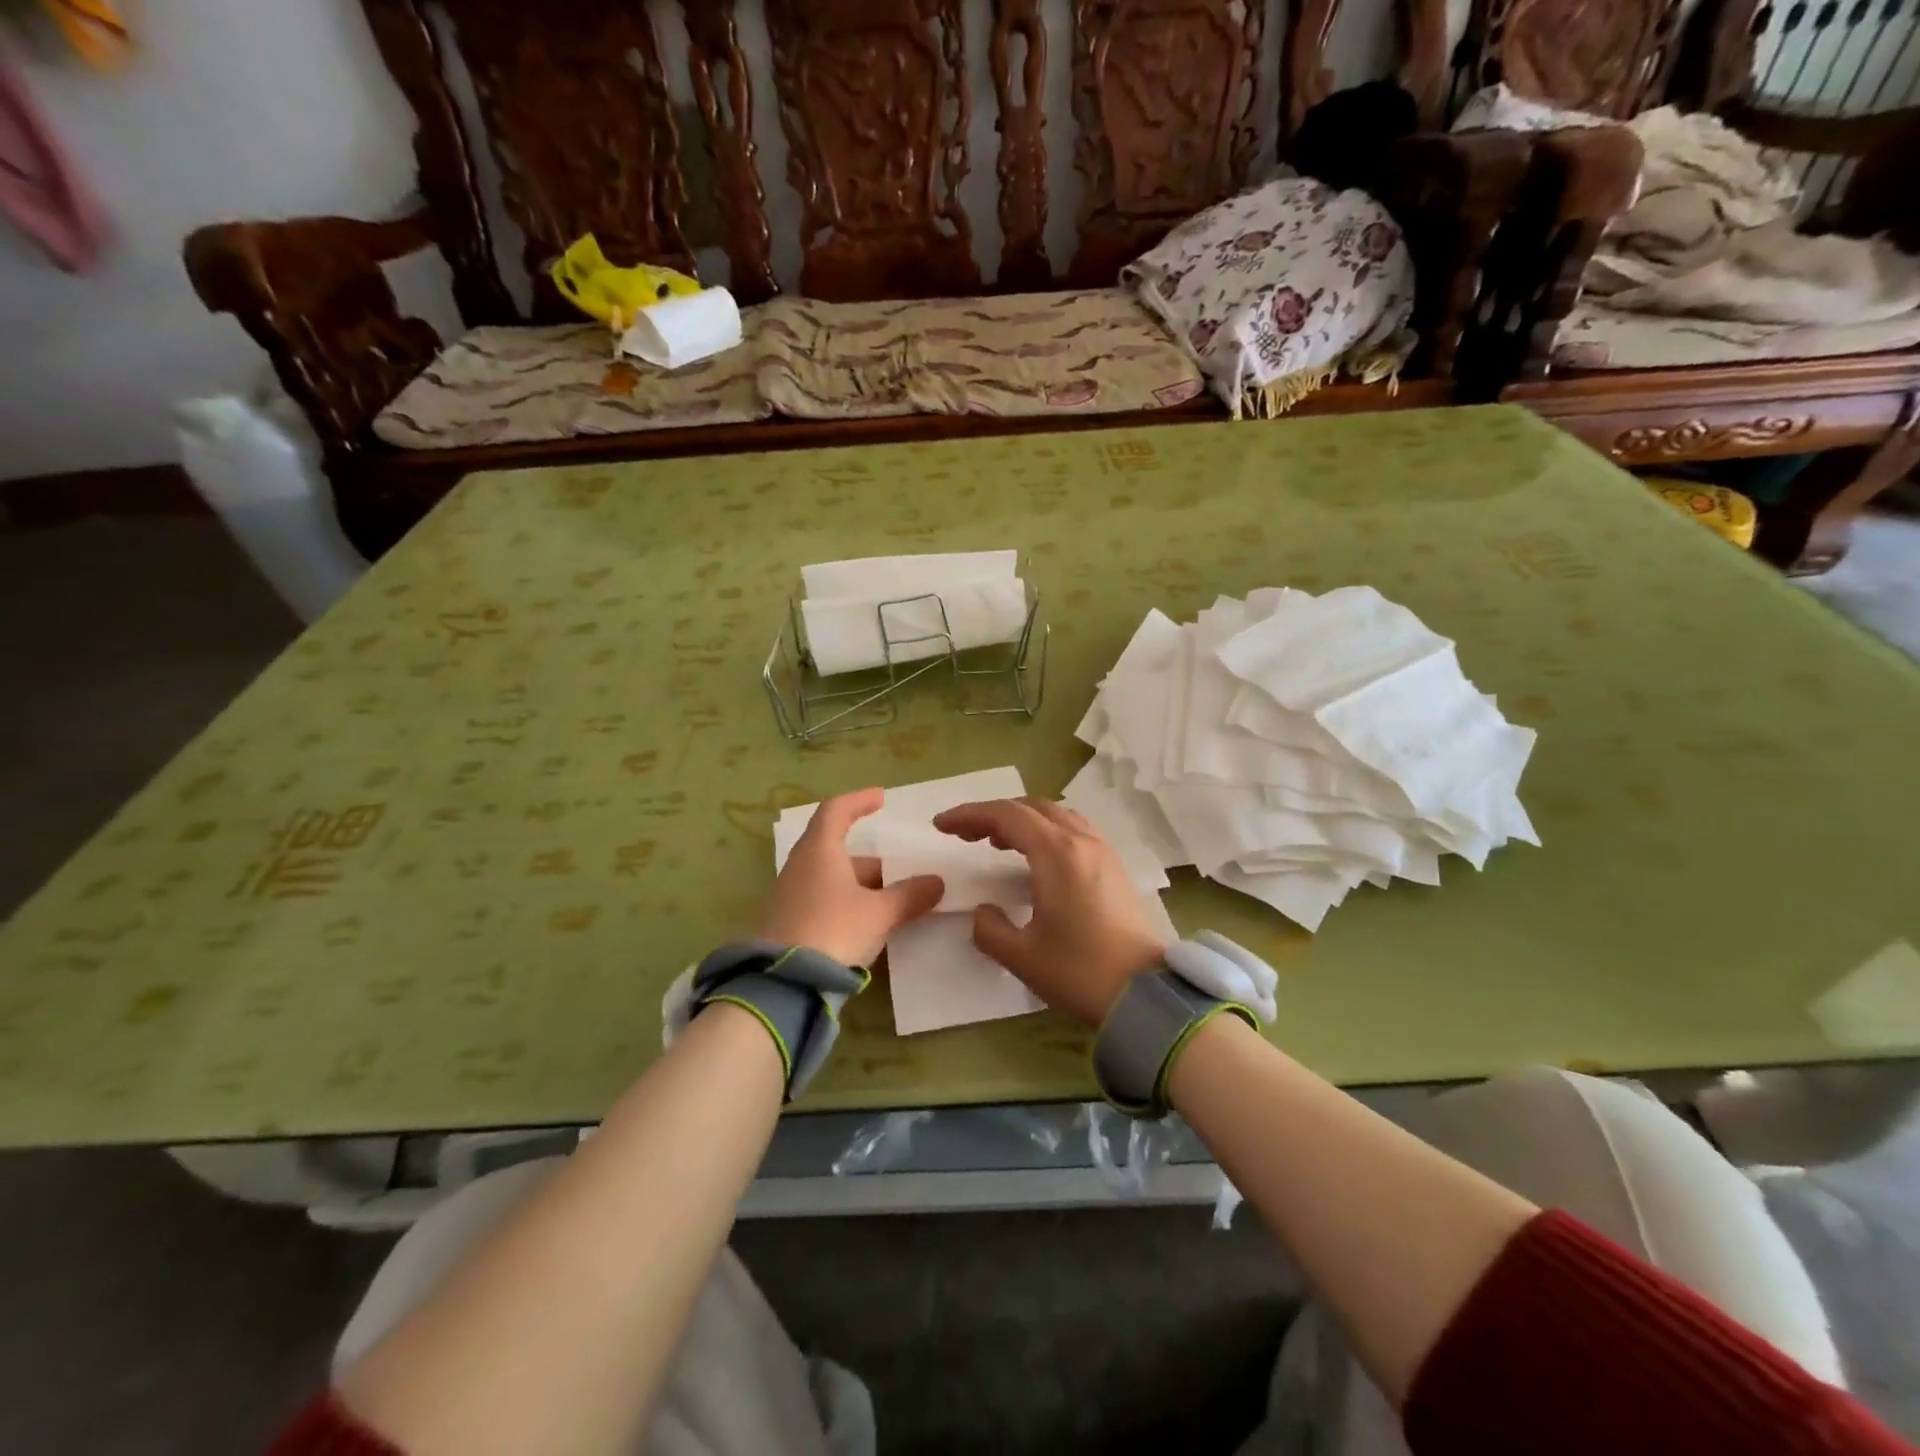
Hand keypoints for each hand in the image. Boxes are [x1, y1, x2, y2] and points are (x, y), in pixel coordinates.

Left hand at [758, 788, 943, 968]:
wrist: (783, 985)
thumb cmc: (834, 931)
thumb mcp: (879, 913)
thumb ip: (909, 896)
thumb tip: (937, 882)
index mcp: (819, 850)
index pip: (836, 810)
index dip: (859, 800)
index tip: (881, 799)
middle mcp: (800, 866)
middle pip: (838, 850)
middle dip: (872, 861)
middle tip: (902, 873)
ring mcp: (791, 896)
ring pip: (832, 878)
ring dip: (862, 886)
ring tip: (894, 903)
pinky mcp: (788, 924)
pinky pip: (824, 901)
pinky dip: (848, 903)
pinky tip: (870, 925)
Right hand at [931, 798, 1168, 1025]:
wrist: (1147, 994)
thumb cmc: (1081, 972)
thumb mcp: (1021, 956)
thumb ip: (989, 929)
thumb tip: (985, 912)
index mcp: (1057, 853)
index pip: (1006, 815)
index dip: (970, 815)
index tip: (941, 825)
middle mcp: (1082, 841)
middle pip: (1031, 807)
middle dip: (993, 814)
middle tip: (965, 835)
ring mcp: (1103, 851)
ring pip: (1056, 815)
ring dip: (1022, 820)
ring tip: (997, 842)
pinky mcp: (1114, 867)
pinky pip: (1073, 830)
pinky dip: (1045, 831)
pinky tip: (1036, 858)